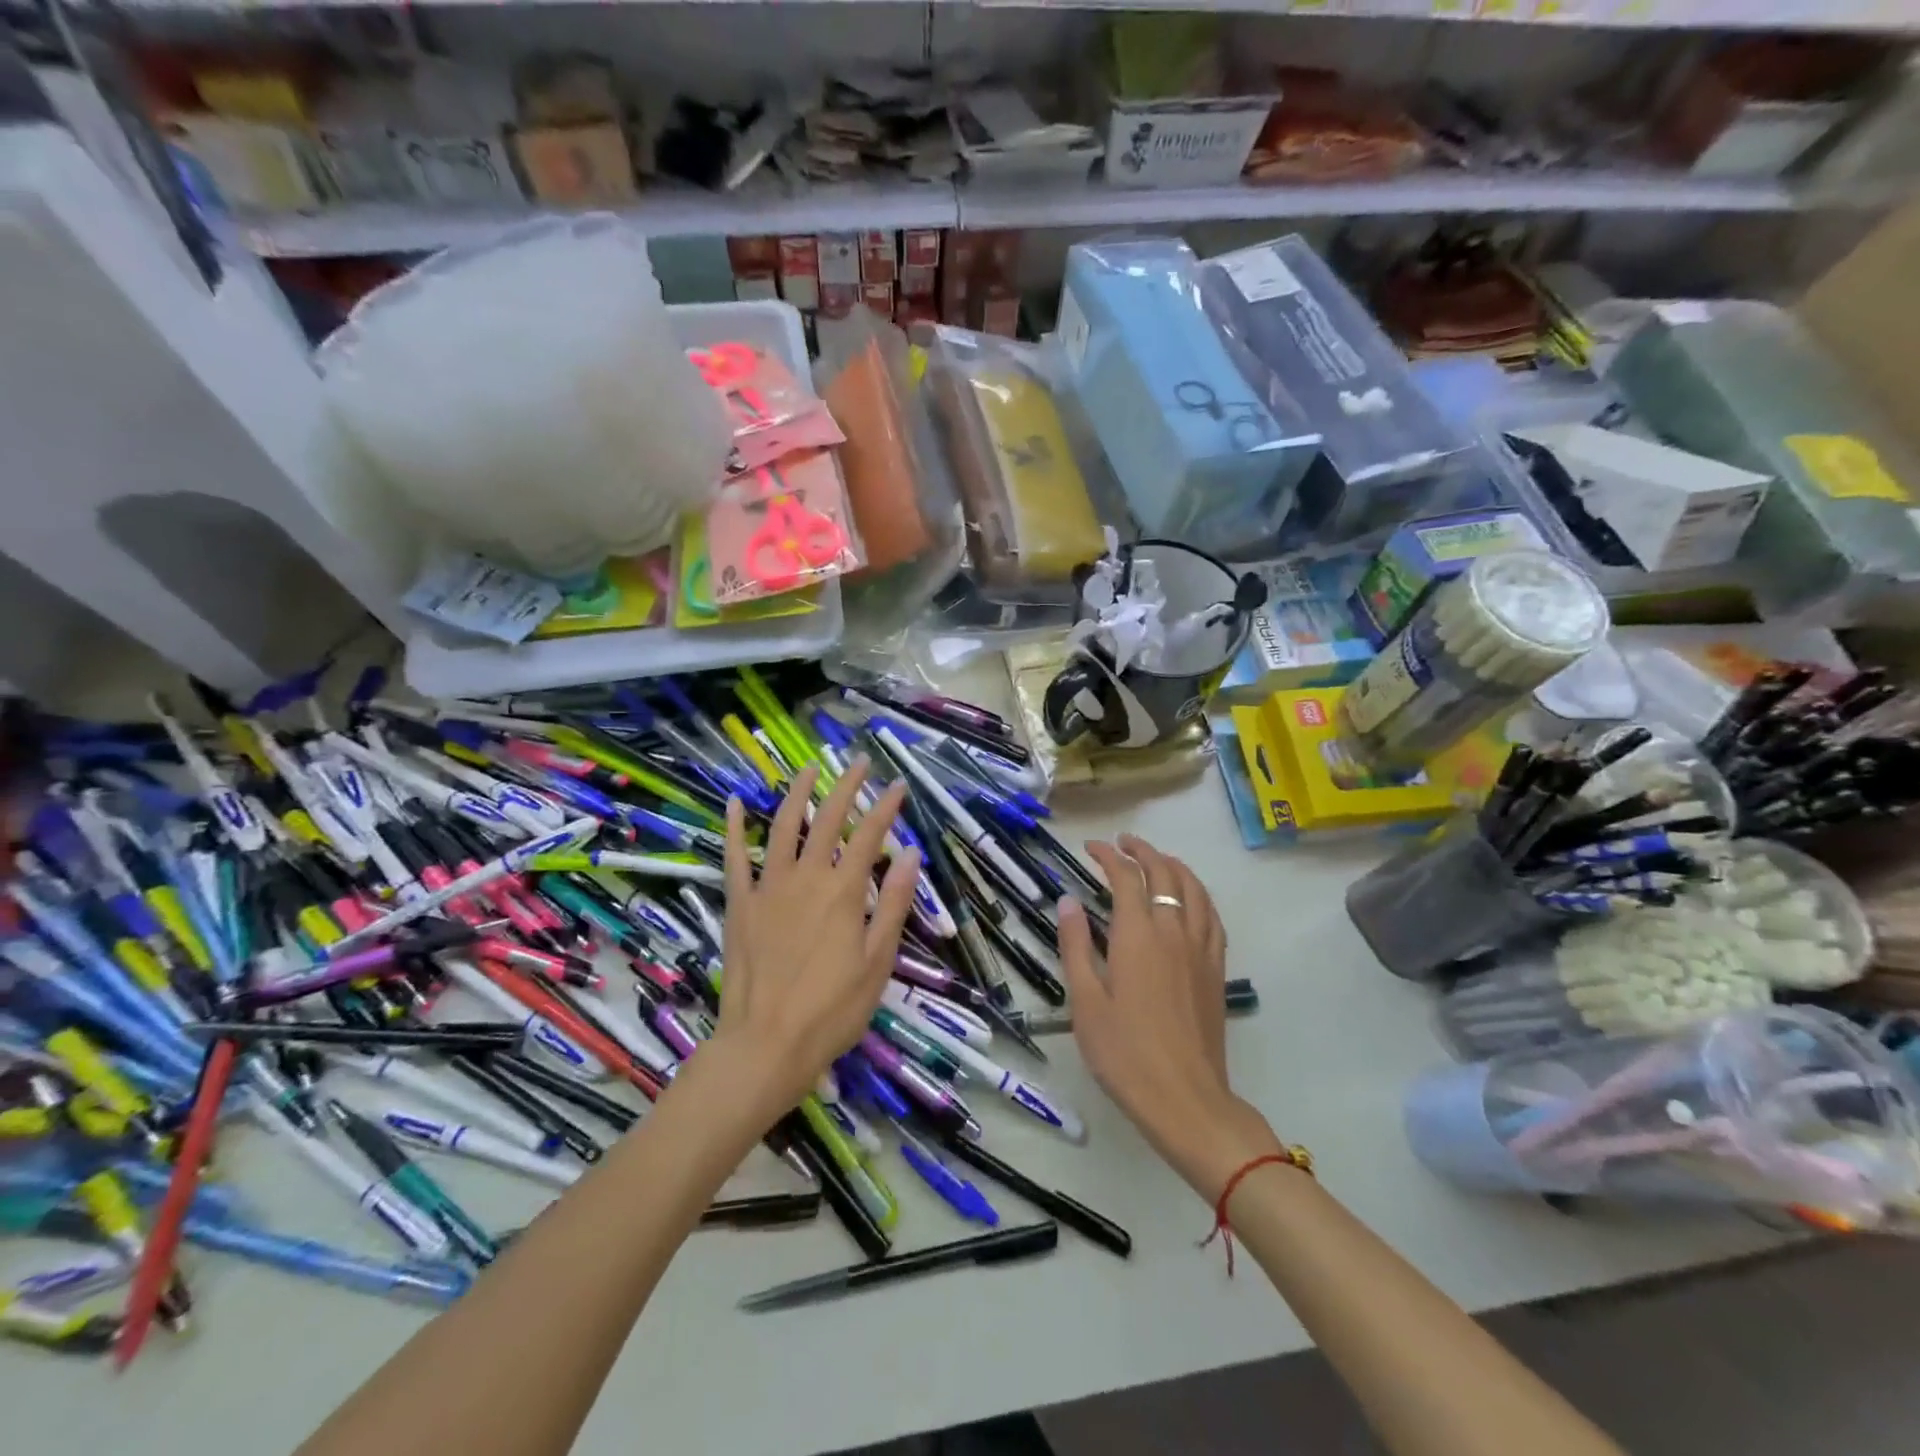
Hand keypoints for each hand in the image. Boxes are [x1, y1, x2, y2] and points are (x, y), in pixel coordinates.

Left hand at [719, 760, 918, 1117]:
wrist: (766, 1045)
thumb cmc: (832, 1010)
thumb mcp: (877, 962)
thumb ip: (893, 903)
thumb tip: (910, 853)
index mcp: (843, 892)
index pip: (870, 836)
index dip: (887, 808)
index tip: (900, 786)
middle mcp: (806, 878)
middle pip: (829, 820)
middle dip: (847, 787)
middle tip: (859, 761)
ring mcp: (768, 888)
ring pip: (783, 827)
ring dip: (796, 794)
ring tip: (808, 769)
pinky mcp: (740, 904)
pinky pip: (734, 858)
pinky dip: (733, 827)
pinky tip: (733, 802)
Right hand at [1058, 835, 1279, 1201]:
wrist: (1185, 1099)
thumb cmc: (1124, 1053)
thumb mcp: (1085, 1002)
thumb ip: (1076, 946)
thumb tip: (1068, 901)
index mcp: (1138, 936)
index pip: (1126, 877)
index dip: (1109, 856)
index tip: (1092, 847)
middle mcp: (1173, 931)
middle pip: (1164, 873)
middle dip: (1143, 851)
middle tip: (1123, 843)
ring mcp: (1200, 949)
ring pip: (1194, 889)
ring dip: (1174, 865)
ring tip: (1157, 859)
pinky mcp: (1216, 969)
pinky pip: (1212, 916)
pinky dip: (1199, 894)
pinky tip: (1191, 899)